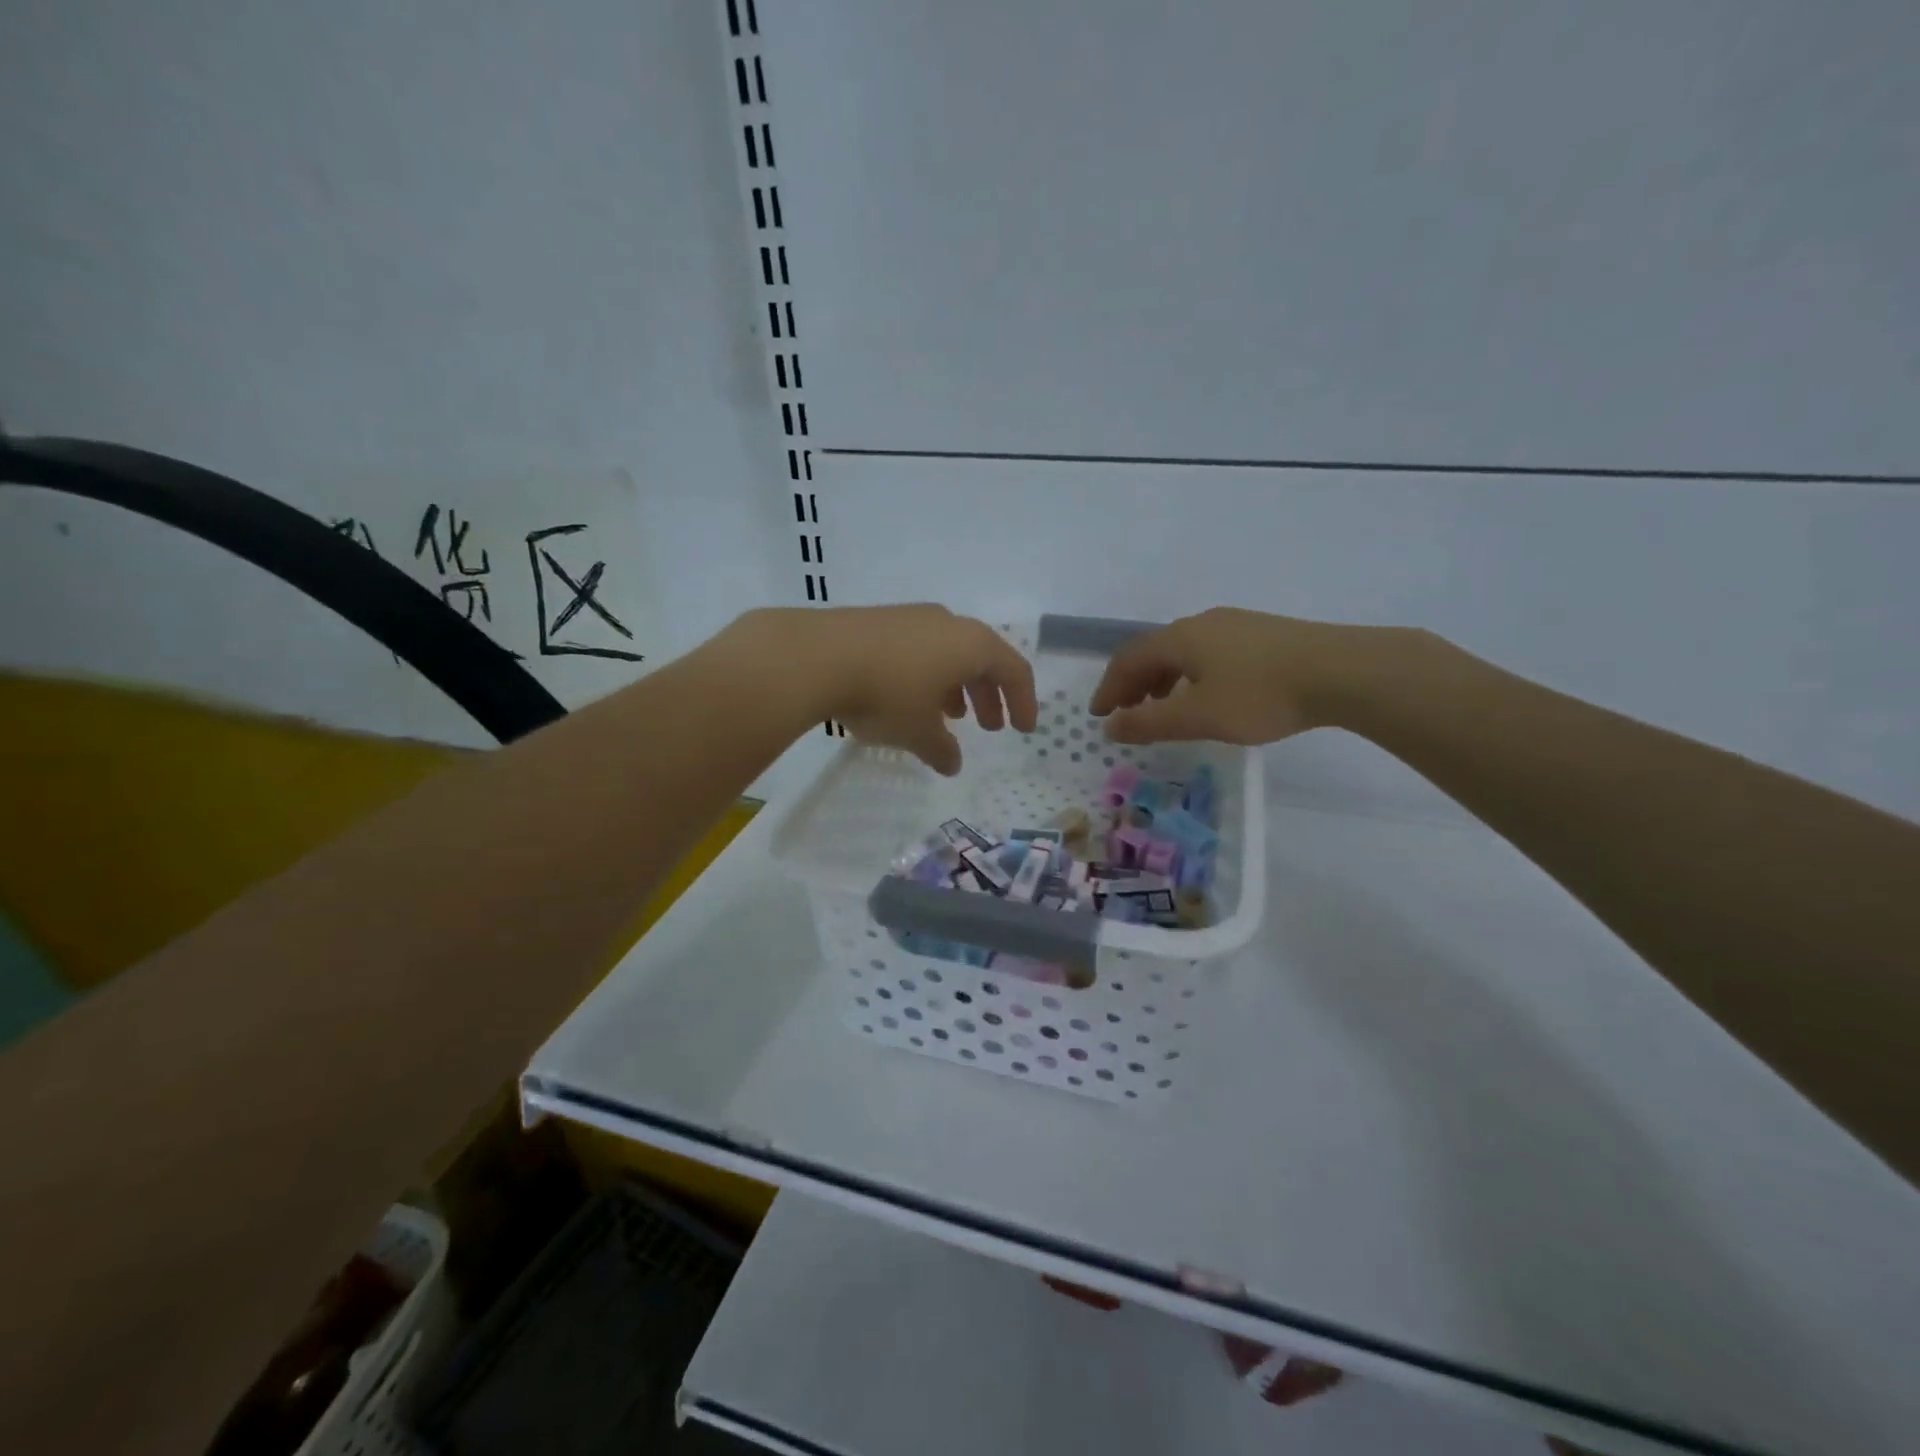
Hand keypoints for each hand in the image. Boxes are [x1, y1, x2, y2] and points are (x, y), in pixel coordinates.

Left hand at [731, 605, 1037, 773]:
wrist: (815, 656)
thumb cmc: (885, 694)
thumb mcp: (919, 732)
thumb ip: (942, 750)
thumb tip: (952, 763)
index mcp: (971, 644)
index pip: (1014, 671)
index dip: (1023, 702)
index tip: (1023, 730)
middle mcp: (947, 623)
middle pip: (982, 658)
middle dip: (989, 695)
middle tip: (987, 727)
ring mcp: (911, 617)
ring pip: (948, 652)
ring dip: (957, 685)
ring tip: (949, 716)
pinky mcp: (879, 620)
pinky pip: (919, 648)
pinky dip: (927, 675)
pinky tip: (909, 699)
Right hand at [1087, 607, 1378, 744]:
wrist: (1342, 671)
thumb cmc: (1260, 695)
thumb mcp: (1197, 716)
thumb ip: (1148, 722)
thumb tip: (1110, 725)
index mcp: (1179, 638)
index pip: (1128, 660)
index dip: (1109, 688)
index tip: (1099, 715)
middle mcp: (1202, 623)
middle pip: (1154, 652)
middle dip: (1134, 684)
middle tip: (1127, 714)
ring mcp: (1235, 625)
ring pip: (1184, 652)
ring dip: (1163, 681)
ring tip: (1164, 709)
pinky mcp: (1263, 634)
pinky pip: (1210, 653)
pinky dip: (1192, 676)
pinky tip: (1209, 696)